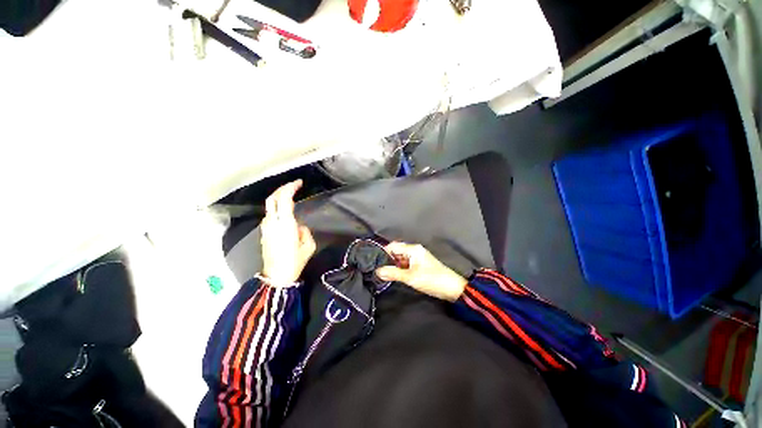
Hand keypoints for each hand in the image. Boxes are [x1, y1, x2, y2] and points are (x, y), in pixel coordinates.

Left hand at [260, 180, 315, 286]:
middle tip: (294, 186)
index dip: (290, 187)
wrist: (276, 276)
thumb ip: (305, 232)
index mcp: (286, 224)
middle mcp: (273, 222)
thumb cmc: (295, 261)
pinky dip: (276, 207)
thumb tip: (299, 227)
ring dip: (279, 197)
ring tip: (291, 196)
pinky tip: (284, 210)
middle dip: (282, 188)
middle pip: (272, 198)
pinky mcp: (264, 232)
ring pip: (269, 205)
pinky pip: (269, 214)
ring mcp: (266, 227)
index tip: (299, 183)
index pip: (284, 199)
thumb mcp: (309, 246)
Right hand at [376, 242, 466, 301]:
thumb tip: (377, 271)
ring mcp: (417, 258)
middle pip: (396, 252)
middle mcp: (414, 251)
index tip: (372, 261)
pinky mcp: (419, 266)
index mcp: (413, 249)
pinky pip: (405, 265)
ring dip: (392, 265)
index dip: (383, 252)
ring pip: (400, 259)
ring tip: (381, 273)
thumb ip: (393, 274)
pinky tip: (392, 275)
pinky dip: (399, 269)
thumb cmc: (432, 279)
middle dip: (386, 259)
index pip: (393, 246)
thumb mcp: (411, 277)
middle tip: (375, 269)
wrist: (452, 288)